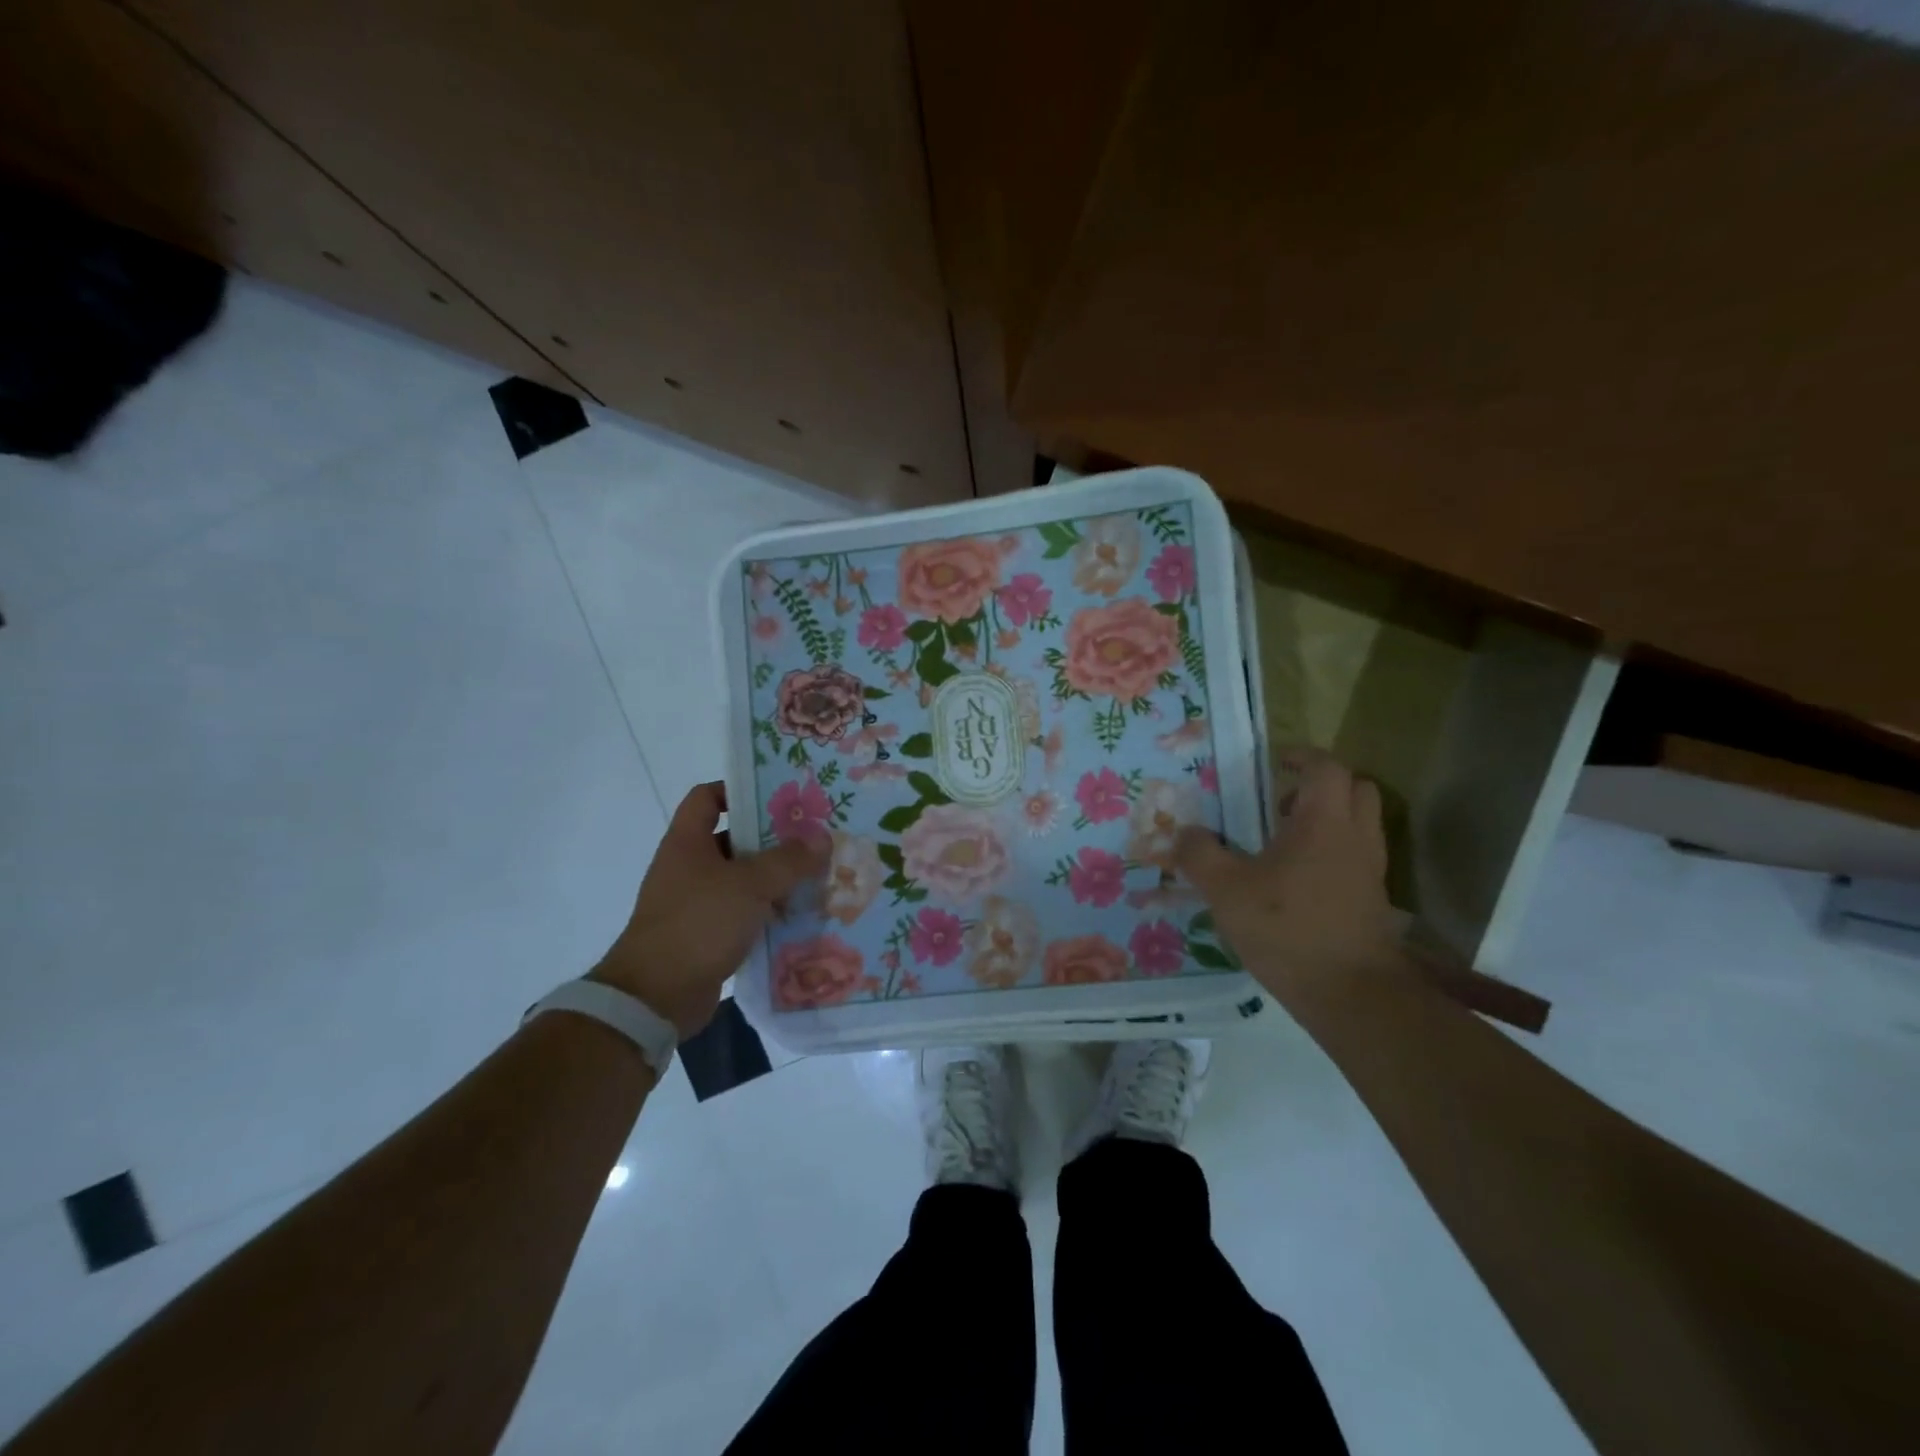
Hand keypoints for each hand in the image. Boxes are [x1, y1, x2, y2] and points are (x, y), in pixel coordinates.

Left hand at [590, 782, 826, 1037]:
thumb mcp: (750, 885)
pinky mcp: (705, 936)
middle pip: (733, 839)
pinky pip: (742, 914)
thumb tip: (822, 837)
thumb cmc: (698, 924)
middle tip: (813, 837)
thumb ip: (789, 859)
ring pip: (741, 880)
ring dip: (775, 879)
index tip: (778, 797)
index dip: (738, 790)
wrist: (655, 998)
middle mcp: (688, 867)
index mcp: (688, 842)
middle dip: (772, 839)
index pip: (707, 797)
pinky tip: (799, 916)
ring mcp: (695, 903)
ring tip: (816, 876)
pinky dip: (767, 913)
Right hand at [1176, 749, 1399, 1003]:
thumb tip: (1184, 832)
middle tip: (1281, 802)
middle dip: (1321, 785)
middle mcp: (1355, 837)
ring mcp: (1370, 870)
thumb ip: (1200, 855)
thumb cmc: (1287, 928)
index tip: (1275, 762)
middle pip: (1356, 788)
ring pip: (1360, 824)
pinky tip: (1297, 881)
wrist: (1351, 994)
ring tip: (1284, 842)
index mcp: (1323, 822)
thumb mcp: (1226, 890)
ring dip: (1329, 819)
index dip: (1302, 756)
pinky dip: (1334, 852)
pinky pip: (1357, 857)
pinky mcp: (1373, 901)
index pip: (1326, 767)